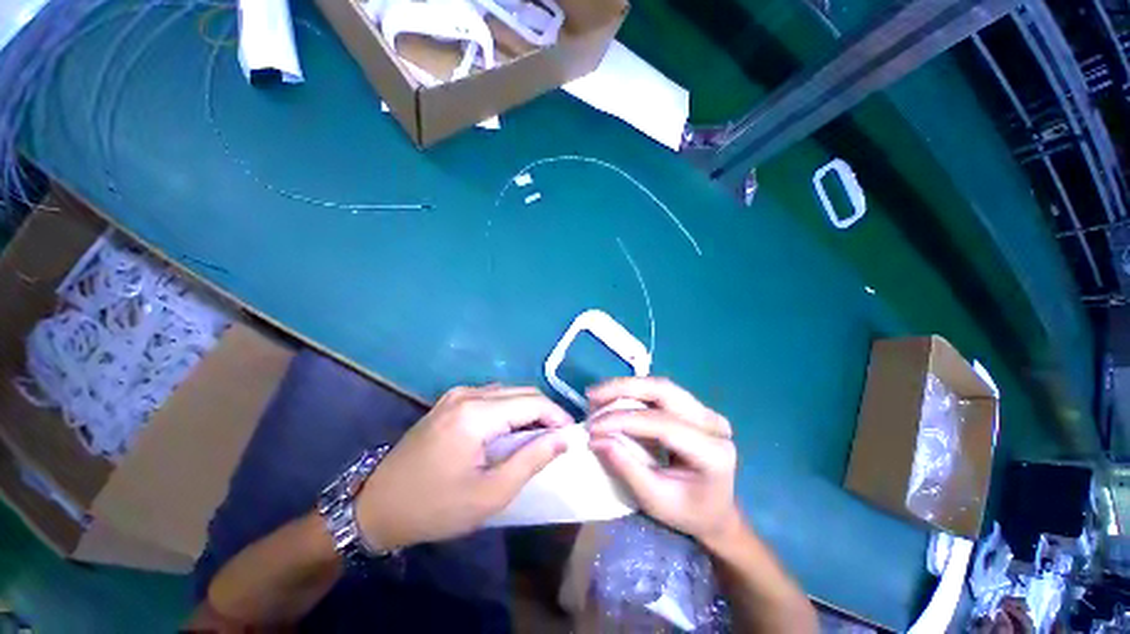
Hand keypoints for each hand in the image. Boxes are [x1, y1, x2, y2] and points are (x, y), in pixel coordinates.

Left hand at [357, 385, 572, 549]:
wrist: (376, 506)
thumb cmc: (435, 507)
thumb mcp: (490, 493)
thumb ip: (532, 460)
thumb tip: (565, 438)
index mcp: (477, 413)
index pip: (533, 402)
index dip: (558, 416)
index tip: (571, 437)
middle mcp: (468, 393)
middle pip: (522, 392)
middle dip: (546, 412)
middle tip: (558, 439)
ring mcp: (457, 394)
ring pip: (509, 392)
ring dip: (528, 410)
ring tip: (538, 438)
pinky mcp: (451, 401)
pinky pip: (493, 397)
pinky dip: (510, 410)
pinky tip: (511, 432)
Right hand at [588, 377, 739, 544]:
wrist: (717, 512)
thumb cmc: (688, 513)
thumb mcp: (656, 500)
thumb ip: (627, 468)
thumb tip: (596, 439)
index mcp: (713, 452)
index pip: (662, 424)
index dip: (624, 420)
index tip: (593, 426)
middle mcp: (712, 423)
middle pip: (664, 390)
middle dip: (623, 389)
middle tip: (592, 396)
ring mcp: (705, 411)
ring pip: (660, 386)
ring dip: (625, 387)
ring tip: (598, 395)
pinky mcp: (694, 407)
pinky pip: (659, 392)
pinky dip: (632, 392)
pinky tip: (613, 397)